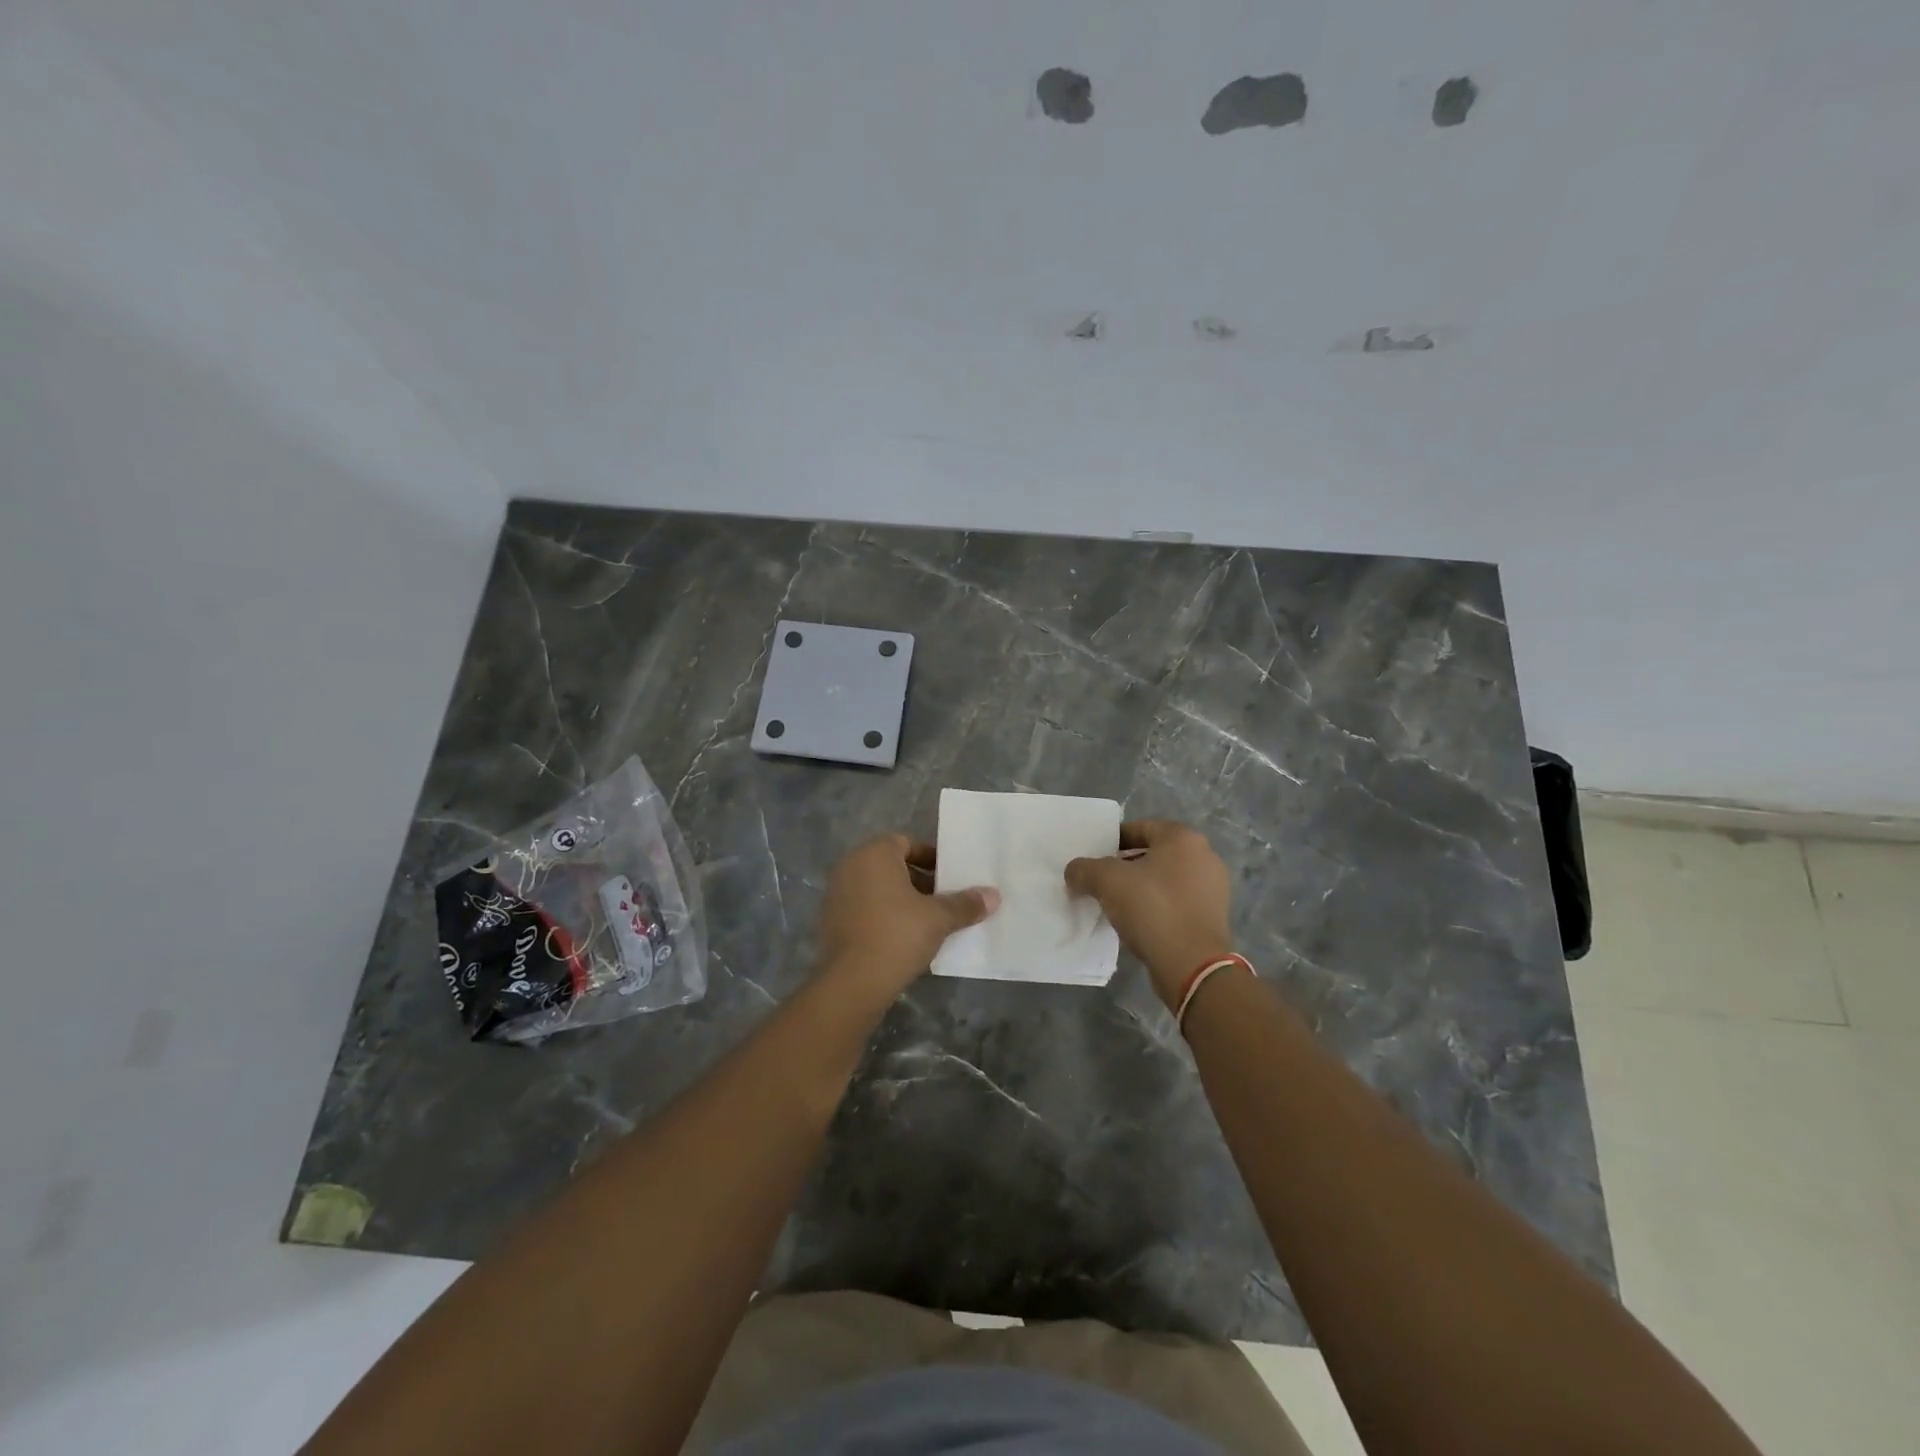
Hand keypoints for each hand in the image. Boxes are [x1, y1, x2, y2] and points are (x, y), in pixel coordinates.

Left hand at [816, 834, 999, 1001]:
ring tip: (929, 921)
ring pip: (877, 888)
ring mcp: (836, 894)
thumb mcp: (938, 918)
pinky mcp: (831, 921)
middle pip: (892, 865)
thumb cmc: (898, 935)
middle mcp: (850, 866)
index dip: (931, 858)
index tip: (951, 877)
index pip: (906, 843)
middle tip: (944, 899)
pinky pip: (864, 908)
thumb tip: (993, 895)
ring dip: (902, 899)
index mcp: (874, 854)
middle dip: (919, 880)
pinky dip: (883, 915)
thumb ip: (965, 904)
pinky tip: (904, 937)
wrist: (852, 982)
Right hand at [1065, 819, 1233, 1007]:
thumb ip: (1084, 869)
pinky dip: (1157, 908)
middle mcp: (1204, 857)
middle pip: (1154, 854)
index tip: (1094, 858)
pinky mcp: (1212, 918)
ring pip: (1165, 880)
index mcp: (1183, 838)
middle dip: (1125, 866)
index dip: (1113, 840)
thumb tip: (1074, 872)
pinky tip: (1137, 923)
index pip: (1141, 827)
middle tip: (1101, 881)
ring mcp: (1213, 889)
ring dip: (1141, 888)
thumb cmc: (1152, 909)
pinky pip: (1177, 903)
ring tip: (1115, 904)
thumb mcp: (1106, 881)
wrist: (1192, 965)